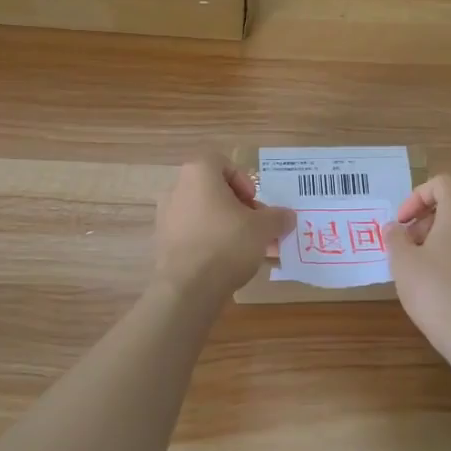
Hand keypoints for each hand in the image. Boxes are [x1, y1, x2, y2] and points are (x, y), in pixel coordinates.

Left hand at [154, 154, 295, 301]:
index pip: (221, 162)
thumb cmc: (227, 244)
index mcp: (198, 173)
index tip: (253, 202)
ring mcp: (165, 216)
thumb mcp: (263, 228)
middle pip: (212, 189)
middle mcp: (176, 188)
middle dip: (237, 206)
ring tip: (245, 248)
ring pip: (202, 212)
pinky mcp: (162, 242)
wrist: (187, 288)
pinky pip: (192, 233)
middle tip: (254, 226)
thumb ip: (278, 217)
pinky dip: (209, 241)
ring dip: (224, 224)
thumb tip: (288, 216)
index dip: (242, 179)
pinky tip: (225, 262)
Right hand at [384, 176, 450, 360]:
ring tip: (424, 273)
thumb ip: (395, 238)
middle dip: (426, 223)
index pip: (442, 183)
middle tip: (408, 249)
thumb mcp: (403, 263)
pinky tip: (447, 292)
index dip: (417, 196)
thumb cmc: (436, 292)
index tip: (402, 223)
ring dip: (442, 243)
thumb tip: (395, 227)